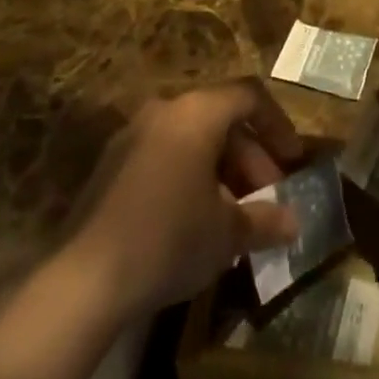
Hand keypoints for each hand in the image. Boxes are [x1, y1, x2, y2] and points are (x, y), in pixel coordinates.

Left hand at [64, 78, 305, 321]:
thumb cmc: (168, 240)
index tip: (293, 161)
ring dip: (220, 168)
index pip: (250, 96)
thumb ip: (264, 220)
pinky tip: (194, 219)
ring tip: (234, 213)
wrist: (83, 282)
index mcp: (197, 112)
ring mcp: (133, 135)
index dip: (278, 124)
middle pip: (220, 118)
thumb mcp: (227, 233)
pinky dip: (189, 175)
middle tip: (266, 196)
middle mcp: (165, 110)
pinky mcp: (110, 166)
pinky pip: (164, 154)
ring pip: (191, 137)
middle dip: (250, 156)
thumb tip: (295, 223)